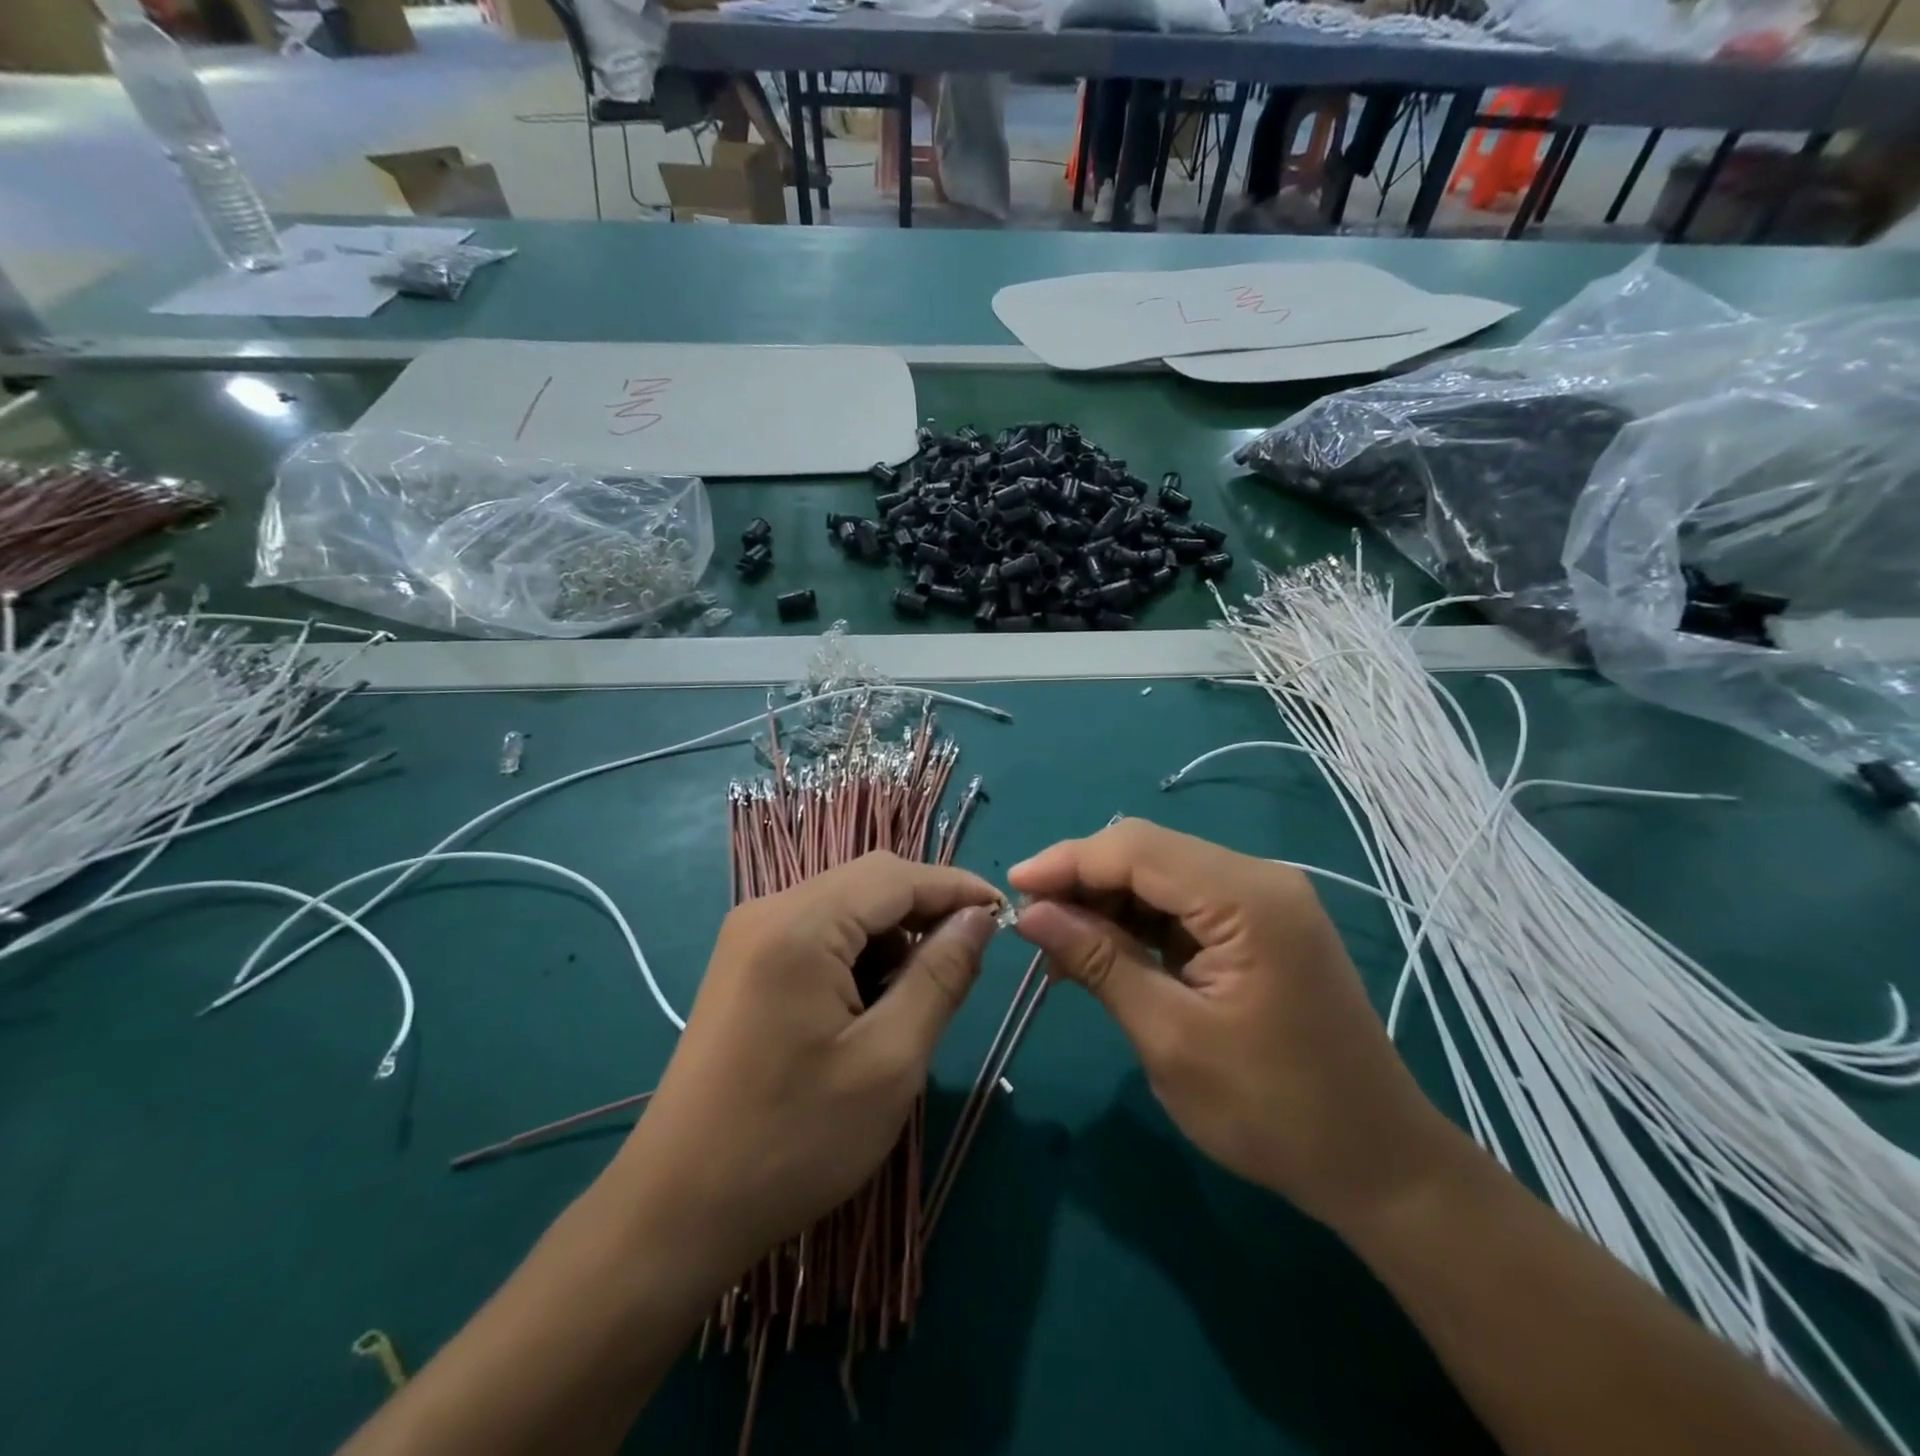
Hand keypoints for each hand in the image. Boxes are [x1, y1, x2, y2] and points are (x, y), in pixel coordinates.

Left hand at [611, 852, 999, 1279]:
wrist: (676, 1209)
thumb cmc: (792, 1141)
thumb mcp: (889, 1061)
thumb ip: (940, 977)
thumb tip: (979, 918)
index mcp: (800, 924)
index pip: (897, 876)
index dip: (956, 887)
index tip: (1005, 914)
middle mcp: (769, 910)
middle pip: (868, 882)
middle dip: (925, 910)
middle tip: (968, 959)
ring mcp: (750, 935)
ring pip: (845, 906)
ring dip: (892, 935)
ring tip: (919, 994)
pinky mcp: (744, 963)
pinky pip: (818, 932)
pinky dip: (858, 953)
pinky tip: (871, 1002)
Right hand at [1008, 819, 1455, 1231]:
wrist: (1377, 1165)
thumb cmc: (1273, 1111)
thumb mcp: (1170, 1038)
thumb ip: (1100, 962)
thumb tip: (1031, 913)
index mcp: (1248, 899)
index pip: (1137, 849)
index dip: (1068, 861)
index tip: (1012, 887)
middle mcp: (1260, 880)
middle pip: (1149, 853)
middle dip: (1083, 881)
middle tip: (1031, 924)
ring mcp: (1264, 901)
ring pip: (1162, 876)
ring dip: (1107, 904)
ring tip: (1058, 949)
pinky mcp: (1259, 926)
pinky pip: (1184, 905)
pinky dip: (1137, 924)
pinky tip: (1102, 954)